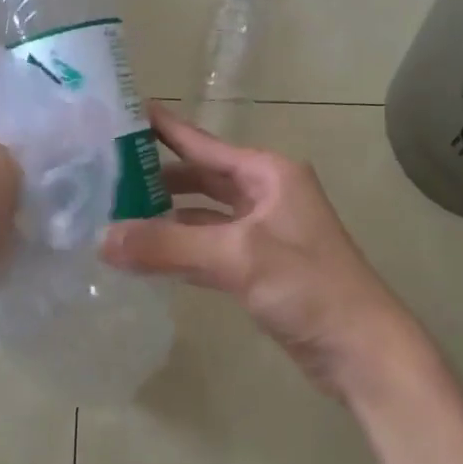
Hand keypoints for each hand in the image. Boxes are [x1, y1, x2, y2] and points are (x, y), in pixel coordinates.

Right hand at [102, 106, 422, 399]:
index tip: (124, 114)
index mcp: (268, 174)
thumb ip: (168, 246)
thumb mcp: (237, 257)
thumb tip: (101, 239)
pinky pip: (210, 246)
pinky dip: (181, 246)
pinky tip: (149, 253)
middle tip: (107, 175)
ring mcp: (263, 232)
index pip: (204, 144)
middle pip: (202, 177)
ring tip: (117, 213)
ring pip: (204, 214)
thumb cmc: (308, 287)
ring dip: (167, 214)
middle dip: (159, 177)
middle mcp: (266, 194)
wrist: (361, 349)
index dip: (165, 129)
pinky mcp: (259, 267)